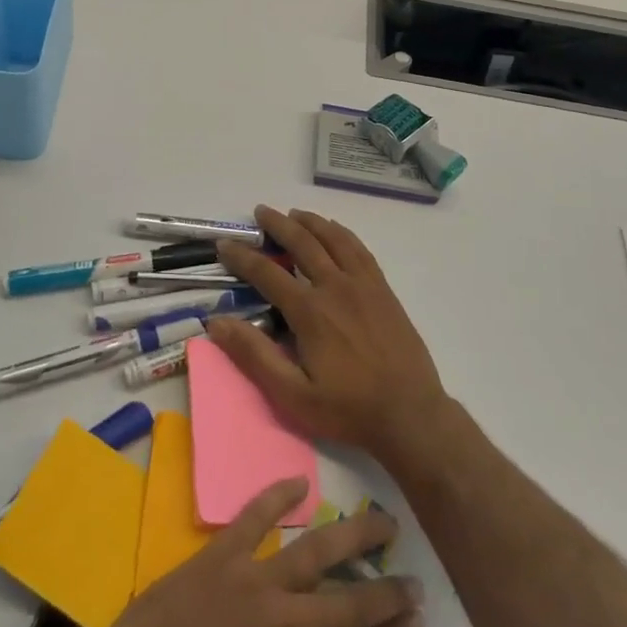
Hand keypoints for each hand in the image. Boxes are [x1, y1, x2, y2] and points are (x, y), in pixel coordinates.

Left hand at [76, 478, 423, 626]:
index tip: (418, 621)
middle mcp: (290, 626)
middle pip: (354, 605)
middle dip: (390, 593)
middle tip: (416, 579)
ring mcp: (256, 582)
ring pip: (318, 550)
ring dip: (356, 535)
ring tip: (385, 521)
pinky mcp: (223, 555)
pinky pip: (255, 515)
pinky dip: (277, 494)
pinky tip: (300, 481)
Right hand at [208, 205, 447, 466]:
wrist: (411, 415)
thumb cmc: (347, 409)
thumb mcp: (293, 394)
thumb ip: (255, 355)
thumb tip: (216, 322)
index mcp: (310, 311)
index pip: (268, 272)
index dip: (243, 256)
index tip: (224, 244)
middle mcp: (336, 287)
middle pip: (303, 243)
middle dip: (278, 225)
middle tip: (260, 211)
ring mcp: (363, 285)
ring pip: (334, 239)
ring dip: (311, 222)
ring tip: (294, 213)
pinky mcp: (383, 291)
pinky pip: (360, 250)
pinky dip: (342, 233)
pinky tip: (335, 230)